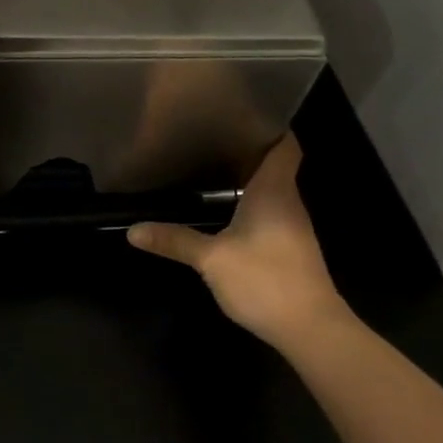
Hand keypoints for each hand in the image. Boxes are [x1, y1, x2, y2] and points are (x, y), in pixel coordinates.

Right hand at [127, 133, 350, 351]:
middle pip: (275, 165)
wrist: (310, 328)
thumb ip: (174, 241)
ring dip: (249, 180)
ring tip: (212, 170)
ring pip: (273, 191)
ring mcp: (293, 227)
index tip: (242, 114)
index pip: (284, 145)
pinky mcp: (291, 249)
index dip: (270, 126)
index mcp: (274, 191)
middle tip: (211, 139)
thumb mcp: (211, 259)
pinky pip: (271, 214)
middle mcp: (288, 202)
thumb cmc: (264, 279)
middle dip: (248, 151)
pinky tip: (227, 213)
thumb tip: (133, 230)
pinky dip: (251, 206)